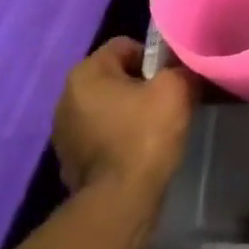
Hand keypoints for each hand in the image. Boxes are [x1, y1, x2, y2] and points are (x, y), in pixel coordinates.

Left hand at [52, 38, 198, 203]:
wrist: (119, 202)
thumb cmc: (144, 136)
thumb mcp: (176, 90)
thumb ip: (181, 69)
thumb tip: (185, 69)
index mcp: (86, 73)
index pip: (125, 46)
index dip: (153, 58)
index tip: (170, 80)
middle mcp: (66, 97)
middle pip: (114, 77)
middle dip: (140, 86)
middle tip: (166, 104)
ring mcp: (64, 131)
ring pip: (106, 108)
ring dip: (127, 113)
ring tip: (154, 131)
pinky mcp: (69, 160)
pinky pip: (100, 136)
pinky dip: (117, 139)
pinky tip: (137, 153)